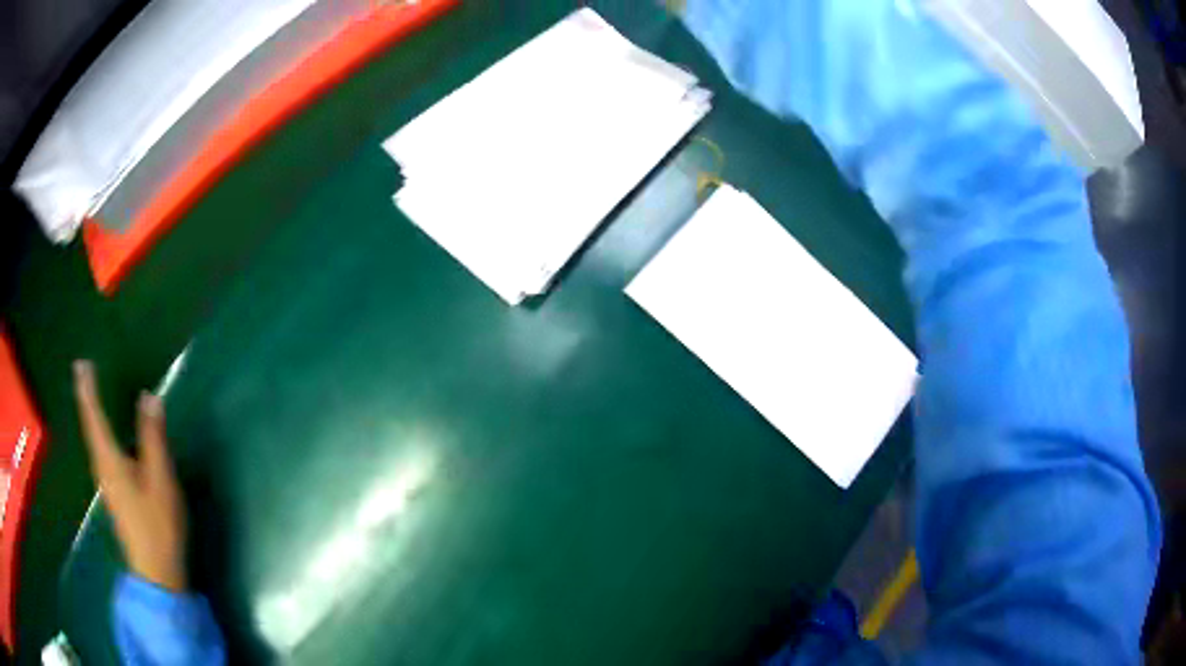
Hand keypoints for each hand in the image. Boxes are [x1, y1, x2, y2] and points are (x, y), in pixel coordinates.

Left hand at [73, 360, 187, 591]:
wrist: (156, 573)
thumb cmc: (158, 525)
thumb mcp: (160, 480)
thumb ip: (153, 438)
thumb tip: (148, 397)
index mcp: (110, 459)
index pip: (94, 416)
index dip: (87, 390)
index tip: (81, 364)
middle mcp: (102, 467)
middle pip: (90, 427)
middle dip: (87, 400)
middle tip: (84, 375)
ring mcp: (107, 484)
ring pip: (95, 442)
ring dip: (92, 417)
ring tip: (91, 399)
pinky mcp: (115, 496)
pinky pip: (102, 454)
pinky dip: (100, 436)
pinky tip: (106, 438)